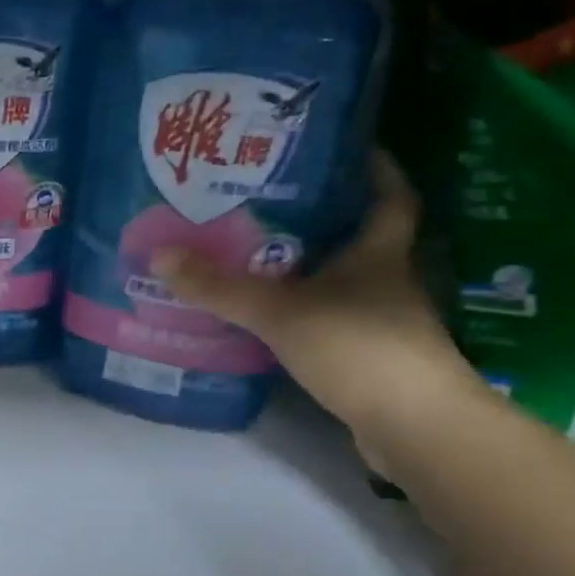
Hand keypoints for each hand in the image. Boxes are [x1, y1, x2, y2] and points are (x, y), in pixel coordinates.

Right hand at [154, 152, 483, 447]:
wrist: (415, 427)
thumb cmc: (358, 347)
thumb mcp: (279, 311)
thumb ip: (219, 287)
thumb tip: (159, 254)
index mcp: (379, 253)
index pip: (390, 196)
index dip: (375, 168)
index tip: (345, 147)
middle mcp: (386, 280)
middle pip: (359, 235)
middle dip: (323, 216)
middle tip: (269, 198)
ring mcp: (381, 320)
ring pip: (342, 279)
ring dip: (309, 265)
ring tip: (256, 252)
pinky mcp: (369, 355)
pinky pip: (329, 316)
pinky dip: (304, 309)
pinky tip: (270, 312)